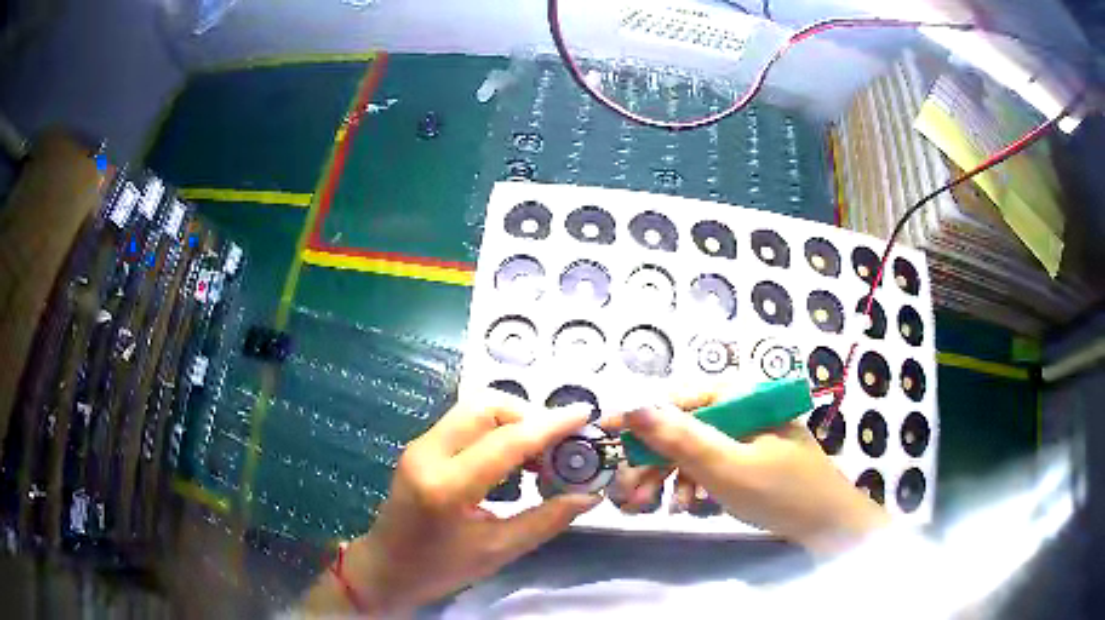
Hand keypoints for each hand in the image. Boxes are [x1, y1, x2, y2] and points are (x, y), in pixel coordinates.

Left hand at [301, 391, 600, 616]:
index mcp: (447, 486)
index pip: (506, 441)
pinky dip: (495, 429)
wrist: (386, 568)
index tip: (586, 414)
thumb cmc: (440, 568)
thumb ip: (546, 520)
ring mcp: (420, 446)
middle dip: (529, 416)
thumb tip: (588, 495)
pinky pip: (464, 423)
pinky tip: (512, 458)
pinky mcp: (420, 447)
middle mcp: (428, 454)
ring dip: (512, 421)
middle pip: (486, 406)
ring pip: (474, 409)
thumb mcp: (498, 551)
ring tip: (539, 454)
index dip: (550, 426)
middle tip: (559, 444)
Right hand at [617, 395, 888, 554]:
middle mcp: (742, 408)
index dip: (638, 418)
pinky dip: (695, 486)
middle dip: (652, 462)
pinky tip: (691, 506)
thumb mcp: (726, 466)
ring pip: (694, 451)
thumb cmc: (781, 491)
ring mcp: (747, 434)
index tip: (603, 437)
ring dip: (670, 478)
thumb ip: (678, 437)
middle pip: (682, 428)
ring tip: (655, 507)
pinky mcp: (751, 458)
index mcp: (740, 396)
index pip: (677, 400)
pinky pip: (712, 466)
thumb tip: (632, 405)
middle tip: (628, 495)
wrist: (828, 524)